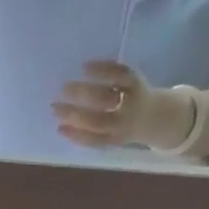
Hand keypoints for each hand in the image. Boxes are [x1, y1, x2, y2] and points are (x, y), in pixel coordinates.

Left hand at [53, 61, 193, 149]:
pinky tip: (61, 129)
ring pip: (96, 122)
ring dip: (74, 116)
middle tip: (63, 88)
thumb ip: (111, 75)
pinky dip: (76, 135)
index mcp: (136, 85)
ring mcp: (121, 126)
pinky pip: (93, 140)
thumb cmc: (134, 94)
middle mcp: (130, 106)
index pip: (120, 75)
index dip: (102, 70)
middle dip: (83, 93)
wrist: (152, 119)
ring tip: (55, 109)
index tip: (83, 66)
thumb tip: (79, 71)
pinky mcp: (112, 141)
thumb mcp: (130, 80)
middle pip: (105, 100)